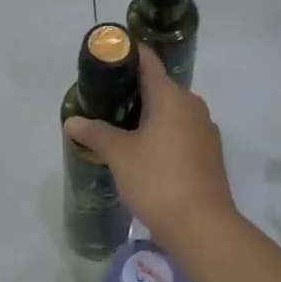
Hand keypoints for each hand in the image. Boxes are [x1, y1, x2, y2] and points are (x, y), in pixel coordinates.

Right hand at [63, 45, 238, 249]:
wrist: (203, 227)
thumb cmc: (158, 180)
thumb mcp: (119, 154)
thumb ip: (95, 133)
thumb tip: (71, 121)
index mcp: (171, 95)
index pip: (147, 61)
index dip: (125, 55)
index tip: (104, 60)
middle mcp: (192, 104)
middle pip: (158, 86)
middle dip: (131, 90)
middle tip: (102, 101)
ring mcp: (204, 129)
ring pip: (170, 111)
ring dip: (147, 115)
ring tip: (118, 128)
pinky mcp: (209, 153)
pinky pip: (180, 131)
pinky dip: (161, 134)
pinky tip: (143, 153)